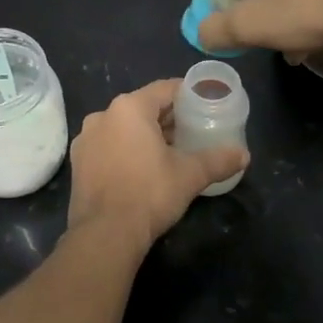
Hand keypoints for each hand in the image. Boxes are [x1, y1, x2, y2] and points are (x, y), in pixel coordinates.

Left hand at [66, 80, 247, 247]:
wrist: (105, 234)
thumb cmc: (149, 194)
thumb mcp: (190, 175)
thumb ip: (218, 160)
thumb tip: (244, 155)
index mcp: (129, 108)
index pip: (164, 89)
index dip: (187, 94)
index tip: (204, 103)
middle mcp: (103, 116)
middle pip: (143, 108)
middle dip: (168, 118)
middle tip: (193, 130)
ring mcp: (86, 139)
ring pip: (124, 127)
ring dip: (146, 135)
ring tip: (171, 151)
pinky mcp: (79, 163)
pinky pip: (109, 146)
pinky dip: (126, 150)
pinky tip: (143, 168)